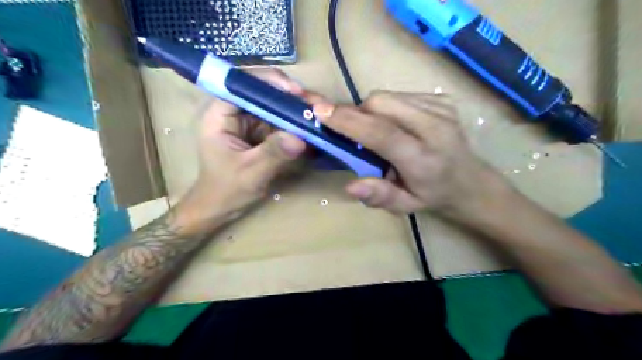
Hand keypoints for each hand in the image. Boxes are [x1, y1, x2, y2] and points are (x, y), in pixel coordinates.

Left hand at [175, 68, 307, 234]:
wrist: (220, 208)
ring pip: (274, 106)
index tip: (295, 93)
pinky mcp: (260, 133)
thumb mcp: (250, 173)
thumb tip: (300, 138)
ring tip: (318, 115)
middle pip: (263, 92)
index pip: (242, 84)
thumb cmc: (225, 190)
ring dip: (295, 110)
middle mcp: (235, 112)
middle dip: (289, 96)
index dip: (269, 82)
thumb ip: (273, 154)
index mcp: (220, 114)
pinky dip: (295, 124)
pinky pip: (280, 122)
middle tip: (314, 105)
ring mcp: (249, 122)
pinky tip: (311, 128)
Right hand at [316, 89, 512, 219]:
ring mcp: (441, 109)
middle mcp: (436, 128)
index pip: (382, 133)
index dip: (349, 121)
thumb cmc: (433, 196)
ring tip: (377, 131)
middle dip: (358, 114)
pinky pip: (400, 95)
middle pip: (381, 103)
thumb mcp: (405, 206)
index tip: (320, 110)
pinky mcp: (442, 99)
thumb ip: (379, 196)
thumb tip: (350, 186)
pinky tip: (397, 125)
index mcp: (424, 160)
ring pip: (388, 96)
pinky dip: (388, 108)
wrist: (472, 181)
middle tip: (355, 133)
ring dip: (371, 111)